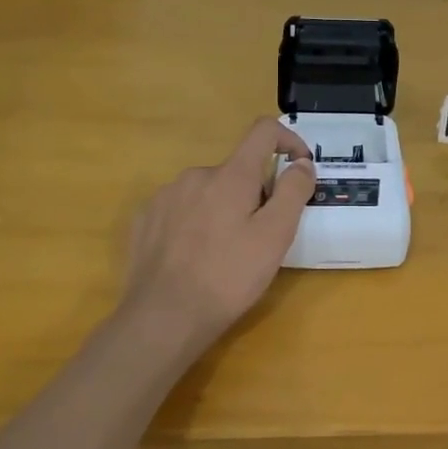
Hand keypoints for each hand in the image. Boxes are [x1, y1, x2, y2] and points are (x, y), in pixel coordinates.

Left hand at [122, 119, 316, 352]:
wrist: (163, 318)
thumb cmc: (228, 276)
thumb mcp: (275, 236)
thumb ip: (293, 191)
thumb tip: (302, 162)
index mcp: (230, 175)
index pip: (263, 131)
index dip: (288, 139)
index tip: (299, 167)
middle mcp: (195, 175)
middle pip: (237, 170)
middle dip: (255, 192)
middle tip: (261, 236)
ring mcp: (165, 196)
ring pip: (208, 190)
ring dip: (224, 208)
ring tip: (226, 251)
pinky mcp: (145, 220)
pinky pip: (181, 209)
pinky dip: (196, 222)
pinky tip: (194, 257)